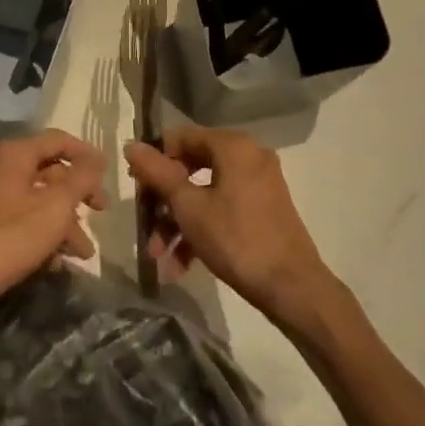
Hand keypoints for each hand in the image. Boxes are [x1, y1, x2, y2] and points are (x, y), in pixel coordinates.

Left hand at [0, 129, 106, 329]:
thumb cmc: (8, 238)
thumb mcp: (55, 208)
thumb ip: (81, 179)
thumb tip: (98, 158)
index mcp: (15, 154)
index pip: (59, 140)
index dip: (87, 154)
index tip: (109, 173)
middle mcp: (1, 167)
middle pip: (51, 171)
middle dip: (78, 194)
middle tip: (101, 212)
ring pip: (39, 200)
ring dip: (64, 223)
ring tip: (83, 253)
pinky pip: (23, 220)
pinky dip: (43, 236)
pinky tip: (57, 263)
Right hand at [126, 126, 334, 326]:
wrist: (293, 288)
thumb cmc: (236, 239)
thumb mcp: (189, 207)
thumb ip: (158, 173)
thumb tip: (131, 145)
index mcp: (233, 145)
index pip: (181, 137)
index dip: (154, 161)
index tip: (138, 190)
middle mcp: (249, 155)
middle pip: (192, 167)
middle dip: (165, 202)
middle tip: (146, 228)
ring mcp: (259, 182)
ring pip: (206, 193)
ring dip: (179, 223)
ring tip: (161, 258)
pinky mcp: (264, 208)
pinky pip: (224, 208)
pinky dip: (202, 229)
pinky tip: (182, 265)